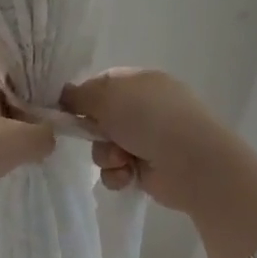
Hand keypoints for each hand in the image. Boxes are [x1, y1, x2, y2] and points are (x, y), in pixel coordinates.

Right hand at [59, 68, 234, 212]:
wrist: (191, 163)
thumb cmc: (149, 118)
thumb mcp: (106, 96)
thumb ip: (79, 95)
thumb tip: (65, 96)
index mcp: (140, 81)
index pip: (101, 85)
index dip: (82, 97)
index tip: (66, 110)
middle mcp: (144, 108)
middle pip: (100, 118)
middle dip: (94, 132)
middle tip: (98, 136)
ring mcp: (148, 138)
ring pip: (105, 146)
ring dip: (106, 155)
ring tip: (121, 160)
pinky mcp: (148, 168)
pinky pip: (118, 169)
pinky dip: (118, 174)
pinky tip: (128, 176)